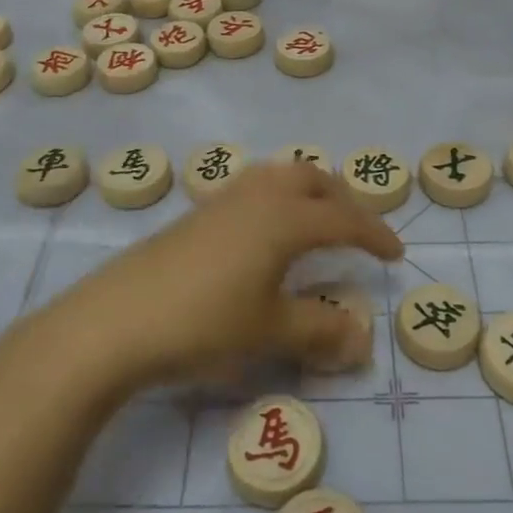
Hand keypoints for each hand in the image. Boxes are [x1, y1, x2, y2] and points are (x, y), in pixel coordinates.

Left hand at [57, 163, 403, 385]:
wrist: (116, 320)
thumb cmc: (203, 323)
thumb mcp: (269, 332)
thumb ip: (320, 331)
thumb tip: (361, 336)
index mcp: (284, 218)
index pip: (343, 218)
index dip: (374, 234)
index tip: (396, 255)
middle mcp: (257, 196)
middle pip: (311, 178)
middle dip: (342, 198)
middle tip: (357, 229)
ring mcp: (222, 200)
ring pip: (278, 176)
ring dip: (307, 192)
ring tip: (315, 223)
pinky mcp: (196, 214)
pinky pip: (252, 188)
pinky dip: (276, 199)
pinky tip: (264, 235)